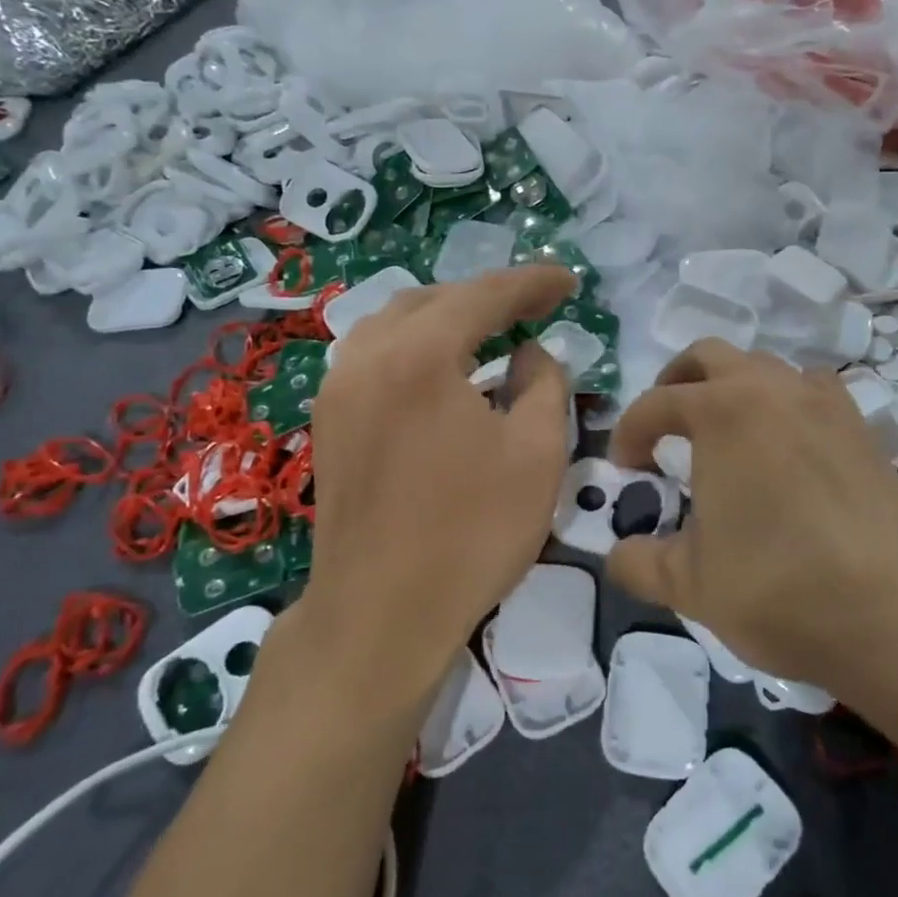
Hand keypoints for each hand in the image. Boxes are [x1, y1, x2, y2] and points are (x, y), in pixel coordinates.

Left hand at [288, 265, 575, 707]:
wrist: (380, 615)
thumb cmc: (471, 534)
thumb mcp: (537, 454)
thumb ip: (544, 383)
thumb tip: (529, 353)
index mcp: (419, 355)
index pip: (484, 295)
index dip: (532, 282)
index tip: (568, 281)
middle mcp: (368, 355)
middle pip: (435, 299)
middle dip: (489, 296)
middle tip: (535, 307)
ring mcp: (338, 386)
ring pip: (397, 321)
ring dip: (448, 316)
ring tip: (490, 330)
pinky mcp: (328, 418)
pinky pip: (375, 353)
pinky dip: (415, 344)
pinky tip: (441, 368)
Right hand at [606, 341, 897, 718]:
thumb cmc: (781, 590)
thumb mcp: (690, 585)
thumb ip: (639, 563)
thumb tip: (617, 555)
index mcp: (721, 413)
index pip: (656, 404)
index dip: (629, 431)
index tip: (625, 468)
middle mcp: (772, 390)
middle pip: (710, 356)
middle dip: (676, 384)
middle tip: (665, 429)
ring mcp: (825, 404)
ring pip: (765, 367)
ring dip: (733, 388)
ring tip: (725, 436)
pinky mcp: (864, 429)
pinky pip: (813, 392)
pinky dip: (785, 404)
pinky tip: (786, 449)